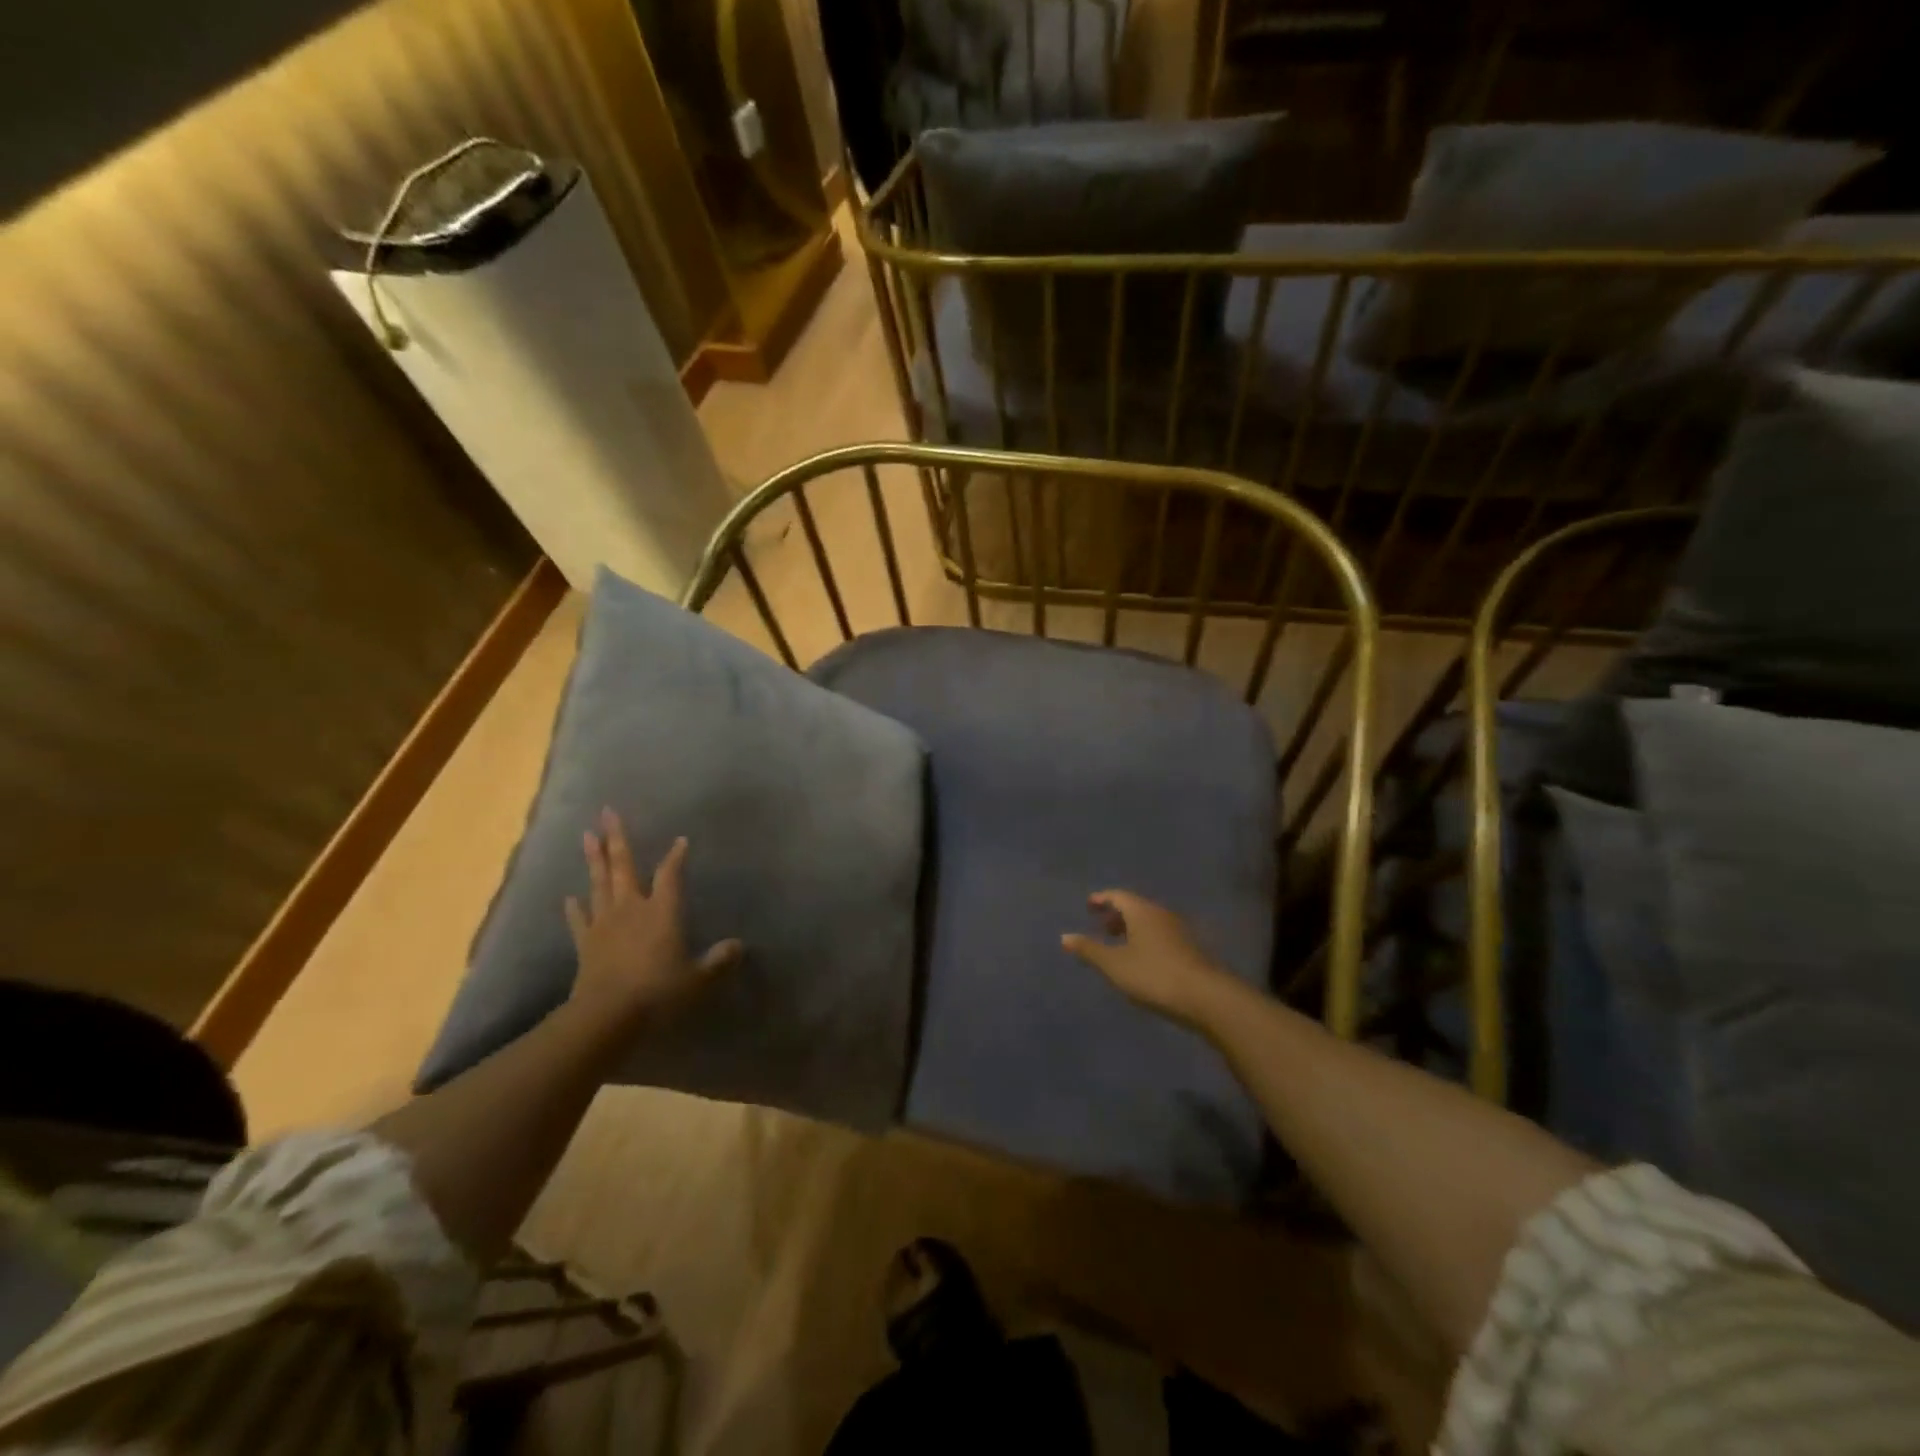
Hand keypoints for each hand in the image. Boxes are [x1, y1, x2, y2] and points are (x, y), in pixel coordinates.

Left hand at [565, 809, 742, 1026]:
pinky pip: (579, 920)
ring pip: (599, 884)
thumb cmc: (659, 991)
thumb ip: (718, 961)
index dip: (676, 856)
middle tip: (607, 812)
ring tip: (587, 835)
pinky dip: (574, 908)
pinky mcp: (586, 944)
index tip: (680, 840)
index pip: (671, 875)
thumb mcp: (698, 979)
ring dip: (594, 859)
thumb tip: (739, 946)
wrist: (607, 1015)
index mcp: (662, 912)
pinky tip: (570, 896)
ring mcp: (604, 924)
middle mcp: (632, 909)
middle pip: (624, 867)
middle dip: (617, 838)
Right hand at [1061, 891, 1238, 1030]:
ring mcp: (1179, 931)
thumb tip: (1065, 936)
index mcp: (1141, 911)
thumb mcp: (1114, 965)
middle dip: (1117, 915)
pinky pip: (1161, 935)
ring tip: (1119, 945)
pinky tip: (1142, 960)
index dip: (1102, 899)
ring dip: (1132, 928)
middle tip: (1101, 926)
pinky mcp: (1190, 949)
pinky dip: (1146, 940)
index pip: (1118, 896)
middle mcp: (1161, 914)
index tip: (1089, 905)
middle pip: (1135, 907)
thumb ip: (1089, 950)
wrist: (1206, 997)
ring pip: (1149, 922)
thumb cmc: (1154, 975)